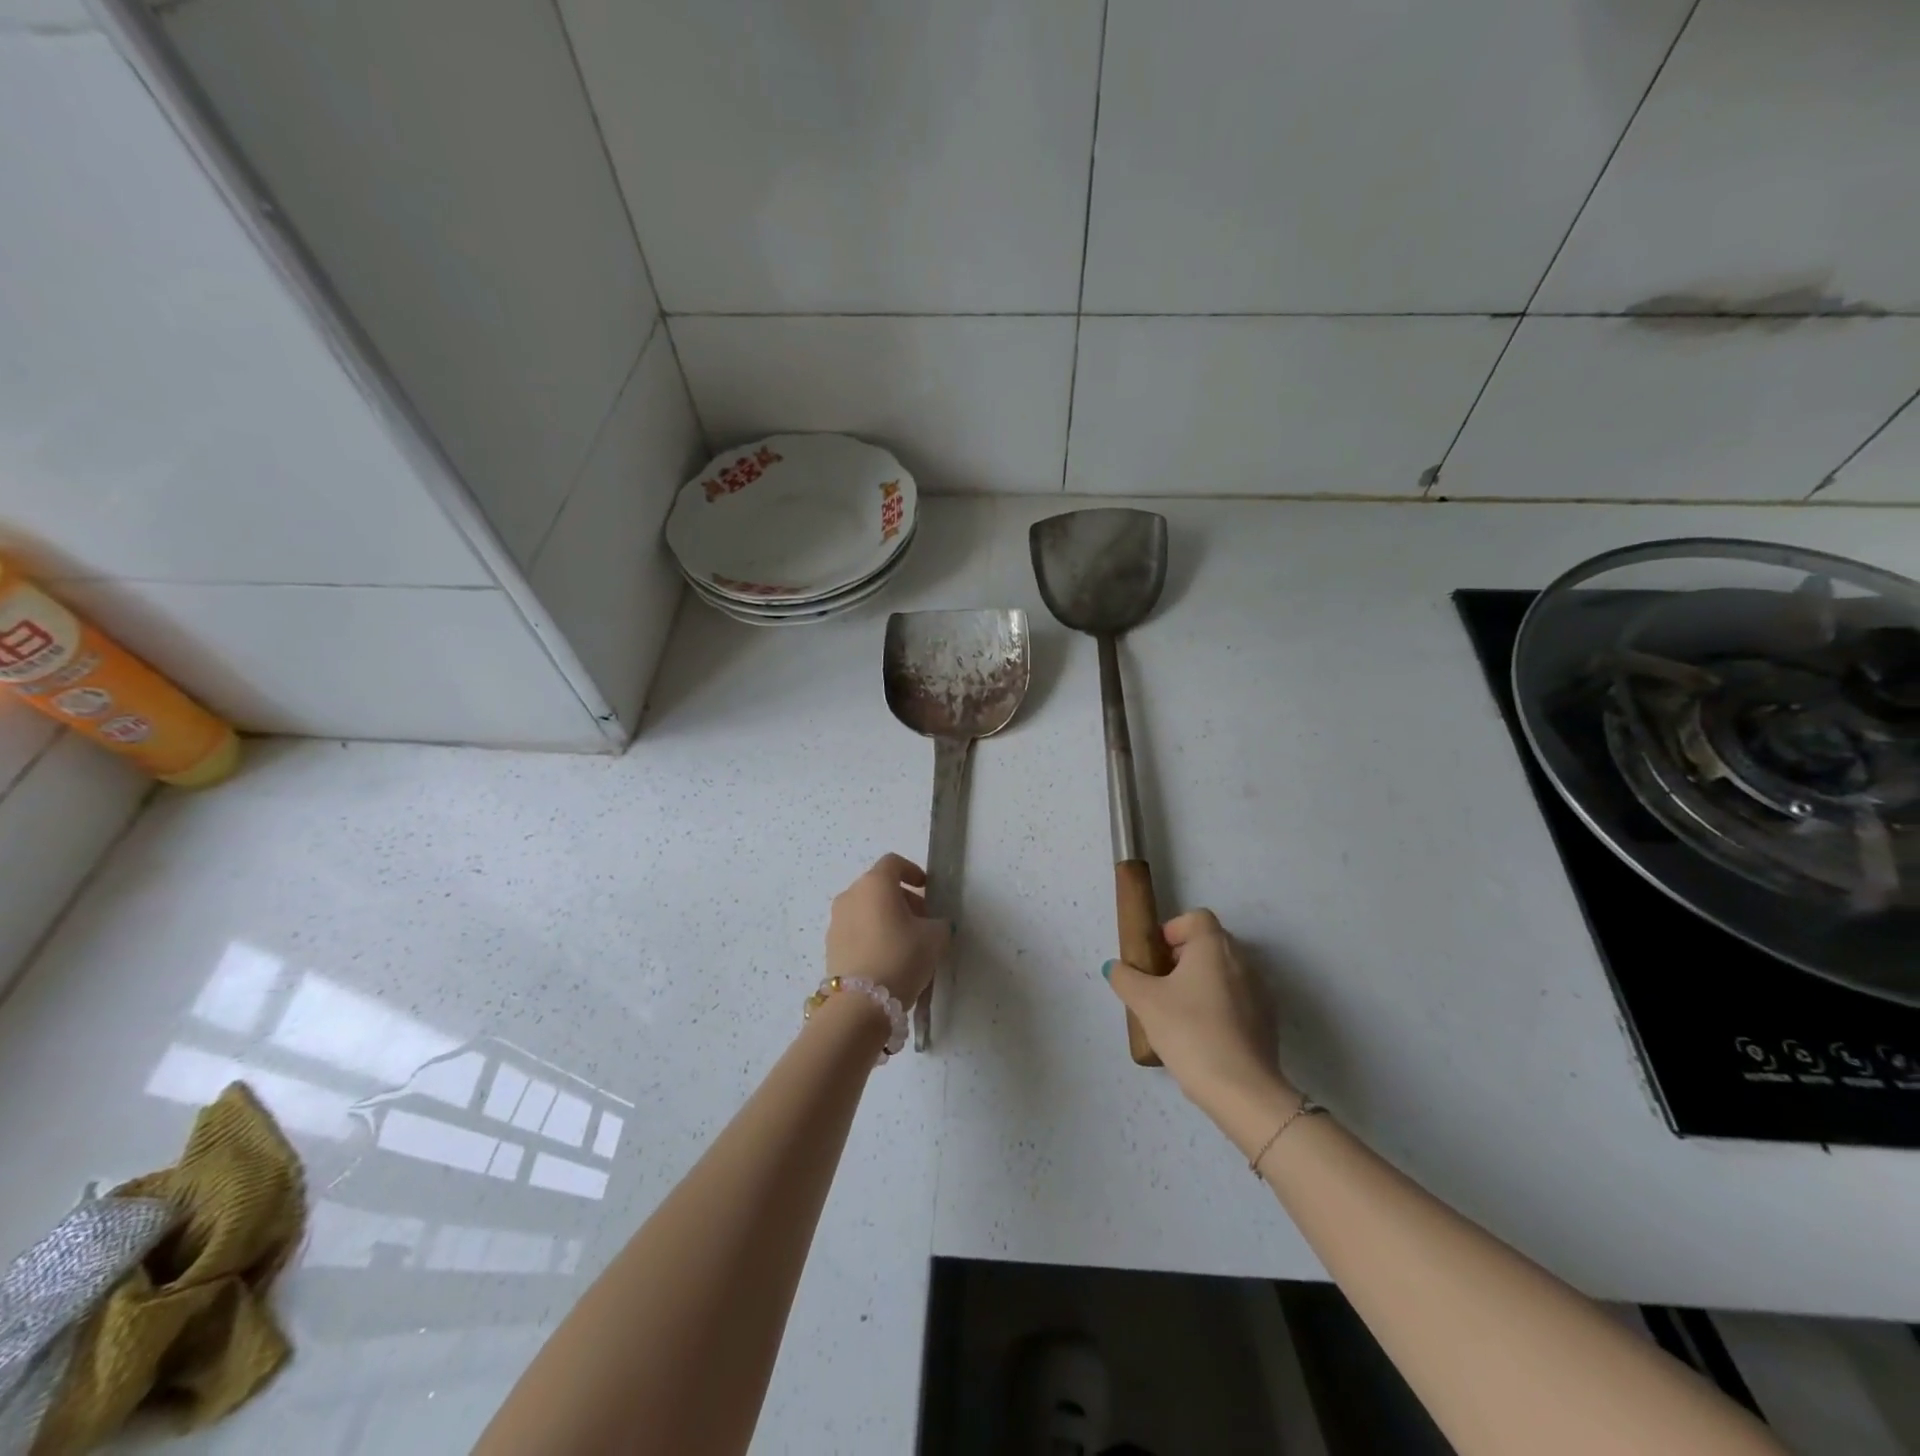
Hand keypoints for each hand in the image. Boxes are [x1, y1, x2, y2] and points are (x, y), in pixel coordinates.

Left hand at [825, 854, 949, 1006]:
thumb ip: (938, 923)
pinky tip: (886, 958)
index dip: (912, 871)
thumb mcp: (935, 937)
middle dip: (902, 899)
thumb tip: (933, 924)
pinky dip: (871, 934)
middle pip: (878, 886)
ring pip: (865, 908)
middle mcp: (851, 895)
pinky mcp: (830, 945)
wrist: (860, 1003)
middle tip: (922, 921)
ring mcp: (836, 920)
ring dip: (885, 917)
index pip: (893, 863)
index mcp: (875, 883)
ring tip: (905, 942)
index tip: (926, 888)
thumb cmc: (901, 956)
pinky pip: (855, 930)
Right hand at [1103, 910, 1293, 1126]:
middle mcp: (1242, 960)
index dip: (1173, 930)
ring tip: (1178, 1014)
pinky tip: (1202, 1036)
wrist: (1242, 1089)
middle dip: (1182, 958)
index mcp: (1214, 946)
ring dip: (1200, 983)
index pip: (1196, 917)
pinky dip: (1218, 1007)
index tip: (1156, 957)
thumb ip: (1125, 978)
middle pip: (1209, 944)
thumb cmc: (1189, 1031)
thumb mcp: (1145, 1002)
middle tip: (1160, 985)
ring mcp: (1260, 991)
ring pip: (1224, 973)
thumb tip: (1116, 967)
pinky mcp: (1267, 1021)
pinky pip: (1237, 1000)